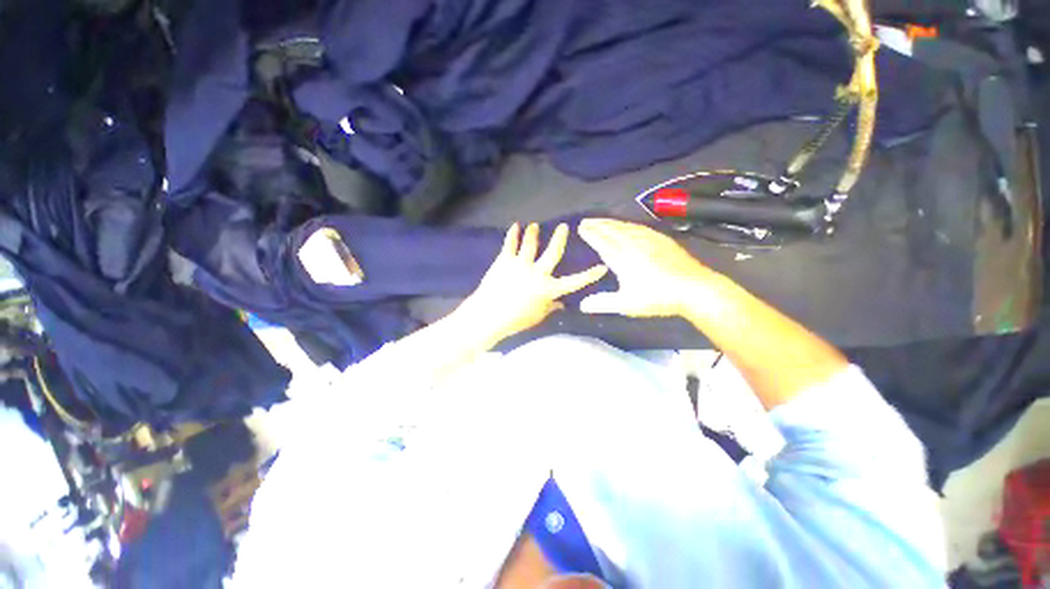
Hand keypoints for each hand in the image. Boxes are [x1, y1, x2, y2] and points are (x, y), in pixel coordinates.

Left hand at [460, 223, 607, 342]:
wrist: (488, 315)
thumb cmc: (515, 320)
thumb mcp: (537, 317)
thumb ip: (551, 308)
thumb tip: (561, 304)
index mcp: (548, 289)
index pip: (574, 282)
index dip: (589, 275)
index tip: (602, 267)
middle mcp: (538, 272)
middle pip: (552, 252)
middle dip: (560, 238)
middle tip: (564, 227)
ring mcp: (520, 264)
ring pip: (530, 244)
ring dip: (533, 233)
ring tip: (534, 225)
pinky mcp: (504, 261)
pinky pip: (510, 244)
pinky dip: (512, 234)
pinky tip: (515, 226)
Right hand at [578, 218, 718, 317]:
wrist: (694, 288)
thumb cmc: (658, 298)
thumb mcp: (627, 304)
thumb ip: (603, 303)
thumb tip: (581, 305)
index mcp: (622, 258)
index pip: (602, 242)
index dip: (590, 234)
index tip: (581, 227)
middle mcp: (633, 244)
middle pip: (612, 230)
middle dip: (598, 224)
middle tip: (586, 220)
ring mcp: (649, 240)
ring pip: (626, 227)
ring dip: (611, 222)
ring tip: (602, 220)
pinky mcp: (662, 240)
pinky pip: (640, 227)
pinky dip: (629, 224)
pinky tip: (629, 225)